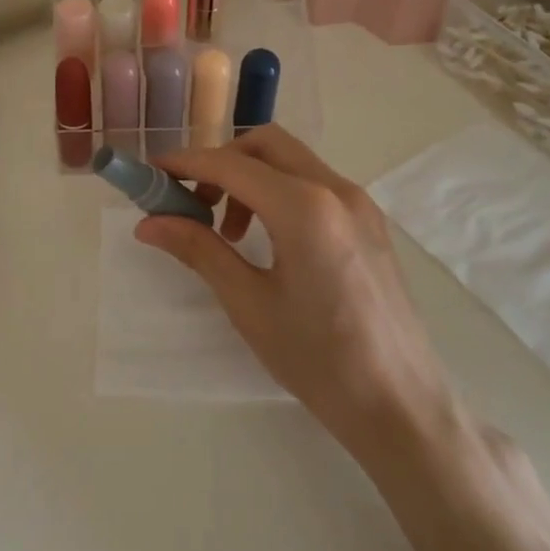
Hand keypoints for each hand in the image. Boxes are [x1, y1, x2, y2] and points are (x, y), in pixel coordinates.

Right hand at [140, 125, 451, 462]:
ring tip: (230, 233)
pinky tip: (269, 239)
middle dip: (221, 162)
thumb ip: (198, 250)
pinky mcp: (370, 221)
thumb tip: (148, 222)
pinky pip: (316, 183)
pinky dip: (280, 191)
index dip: (184, 164)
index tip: (151, 174)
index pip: (230, 165)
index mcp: (304, 208)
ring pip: (292, 161)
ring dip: (251, 177)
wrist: (401, 404)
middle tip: (193, 203)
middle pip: (265, 145)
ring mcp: (359, 202)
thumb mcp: (248, 303)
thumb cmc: (318, 359)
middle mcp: (336, 189)